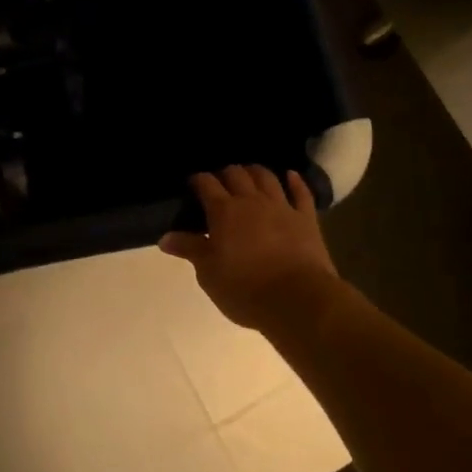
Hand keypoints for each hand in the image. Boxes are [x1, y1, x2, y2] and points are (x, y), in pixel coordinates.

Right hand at [160, 165, 342, 332]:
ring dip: (255, 171)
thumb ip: (189, 249)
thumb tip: (165, 237)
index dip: (197, 180)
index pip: (206, 184)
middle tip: (219, 182)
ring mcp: (282, 207)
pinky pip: (301, 193)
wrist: (297, 300)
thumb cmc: (244, 288)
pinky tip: (291, 175)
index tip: (192, 184)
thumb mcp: (208, 272)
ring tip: (248, 173)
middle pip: (236, 174)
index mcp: (223, 211)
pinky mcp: (306, 219)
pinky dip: (295, 181)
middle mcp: (251, 201)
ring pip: (266, 177)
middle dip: (225, 173)